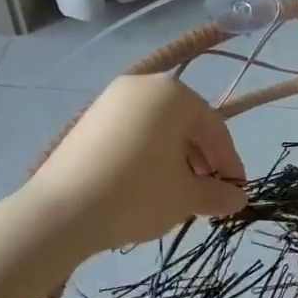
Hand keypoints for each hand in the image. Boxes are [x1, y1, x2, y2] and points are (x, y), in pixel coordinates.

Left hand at [25, 75, 245, 254]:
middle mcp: (144, 85)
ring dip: (177, 157)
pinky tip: (148, 184)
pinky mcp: (90, 118)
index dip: (230, 162)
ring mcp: (112, 99)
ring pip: (159, 127)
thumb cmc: (136, 195)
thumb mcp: (185, 197)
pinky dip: (148, 153)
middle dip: (202, 160)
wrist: (60, 212)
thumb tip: (238, 199)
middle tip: (208, 194)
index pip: (215, 128)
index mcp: (174, 94)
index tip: (237, 192)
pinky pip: (133, 131)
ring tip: (179, 192)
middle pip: (186, 123)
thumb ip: (218, 194)